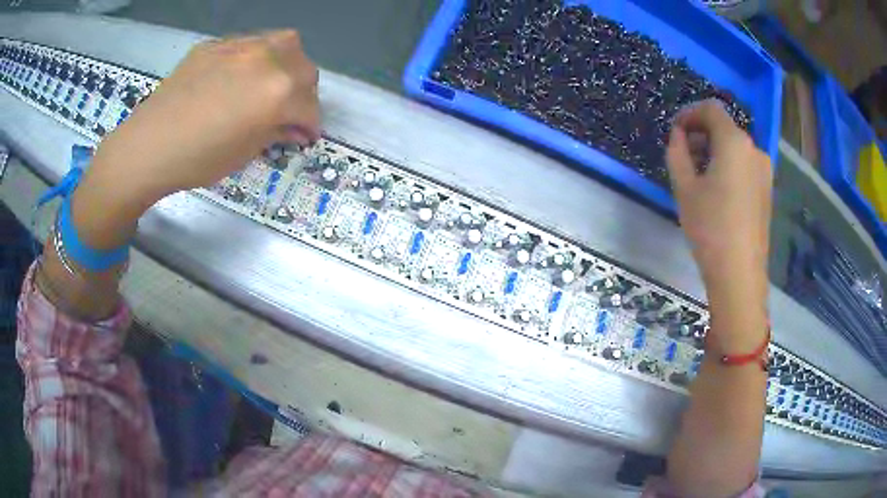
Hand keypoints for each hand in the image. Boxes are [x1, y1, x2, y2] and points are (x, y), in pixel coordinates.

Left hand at [72, 30, 319, 247]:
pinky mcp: (217, 44)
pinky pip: (251, 43)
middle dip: (303, 94)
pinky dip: (257, 59)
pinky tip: (239, 77)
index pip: (310, 107)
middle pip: (305, 70)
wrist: (148, 146)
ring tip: (270, 85)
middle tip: (288, 113)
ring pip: (285, 44)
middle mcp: (268, 59)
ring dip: (287, 65)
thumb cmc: (198, 159)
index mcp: (278, 91)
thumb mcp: (246, 153)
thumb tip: (295, 127)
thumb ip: (277, 132)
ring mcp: (241, 45)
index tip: (305, 137)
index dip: (311, 126)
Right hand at [666, 100, 771, 309]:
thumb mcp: (684, 187)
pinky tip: (717, 189)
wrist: (739, 273)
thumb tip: (678, 135)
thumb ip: (677, 152)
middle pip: (725, 127)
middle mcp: (754, 149)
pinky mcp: (767, 189)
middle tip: (683, 154)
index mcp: (734, 142)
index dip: (690, 113)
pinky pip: (745, 164)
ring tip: (699, 175)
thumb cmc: (710, 227)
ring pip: (735, 147)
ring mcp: (764, 170)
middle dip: (701, 134)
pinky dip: (728, 165)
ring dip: (714, 150)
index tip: (675, 131)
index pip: (711, 109)